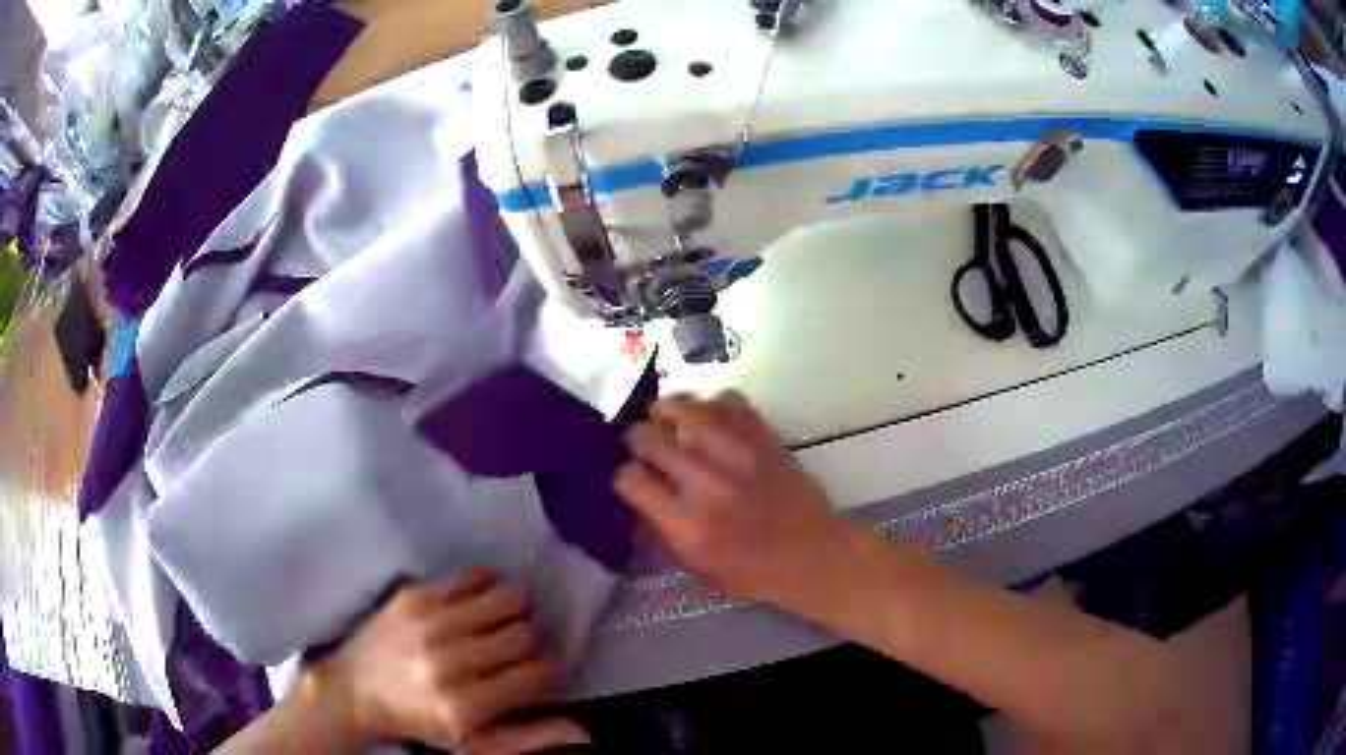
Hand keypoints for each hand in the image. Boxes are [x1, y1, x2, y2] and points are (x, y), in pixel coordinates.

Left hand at [306, 568, 588, 753]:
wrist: (358, 690)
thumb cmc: (422, 721)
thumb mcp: (477, 744)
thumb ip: (532, 739)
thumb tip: (586, 732)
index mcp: (465, 706)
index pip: (536, 676)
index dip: (550, 672)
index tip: (545, 672)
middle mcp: (447, 663)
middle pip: (524, 636)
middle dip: (531, 644)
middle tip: (519, 652)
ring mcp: (428, 625)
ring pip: (505, 601)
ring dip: (514, 613)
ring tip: (504, 625)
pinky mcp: (413, 598)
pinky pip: (472, 578)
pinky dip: (487, 587)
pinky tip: (483, 602)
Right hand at [613, 392, 874, 612]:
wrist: (815, 555)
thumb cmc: (753, 572)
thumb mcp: (697, 568)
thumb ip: (662, 532)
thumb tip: (635, 495)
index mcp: (690, 526)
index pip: (632, 481)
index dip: (620, 474)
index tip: (624, 474)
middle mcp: (710, 485)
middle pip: (651, 439)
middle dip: (635, 438)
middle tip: (637, 442)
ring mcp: (740, 456)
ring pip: (687, 409)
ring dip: (667, 410)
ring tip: (664, 417)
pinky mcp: (765, 438)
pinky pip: (729, 401)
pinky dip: (711, 403)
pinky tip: (709, 417)